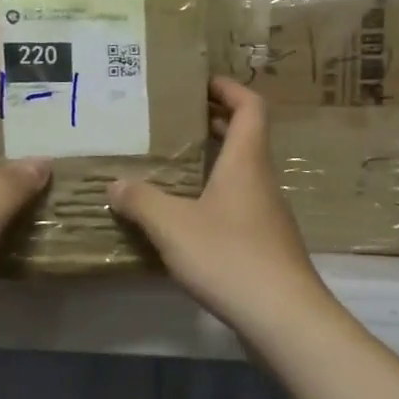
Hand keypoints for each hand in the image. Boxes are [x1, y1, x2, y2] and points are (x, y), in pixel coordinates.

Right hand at [107, 77, 335, 340]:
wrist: (282, 315)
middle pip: (246, 139)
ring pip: (241, 176)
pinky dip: (215, 200)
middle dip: (214, 124)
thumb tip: (116, 184)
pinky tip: (187, 220)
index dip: (229, 88)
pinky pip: (239, 207)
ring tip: (172, 169)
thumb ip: (141, 201)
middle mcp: (261, 181)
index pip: (250, 107)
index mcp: (246, 162)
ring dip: (213, 165)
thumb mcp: (173, 226)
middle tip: (175, 122)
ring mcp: (268, 215)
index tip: (201, 83)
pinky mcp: (266, 245)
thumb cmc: (229, 256)